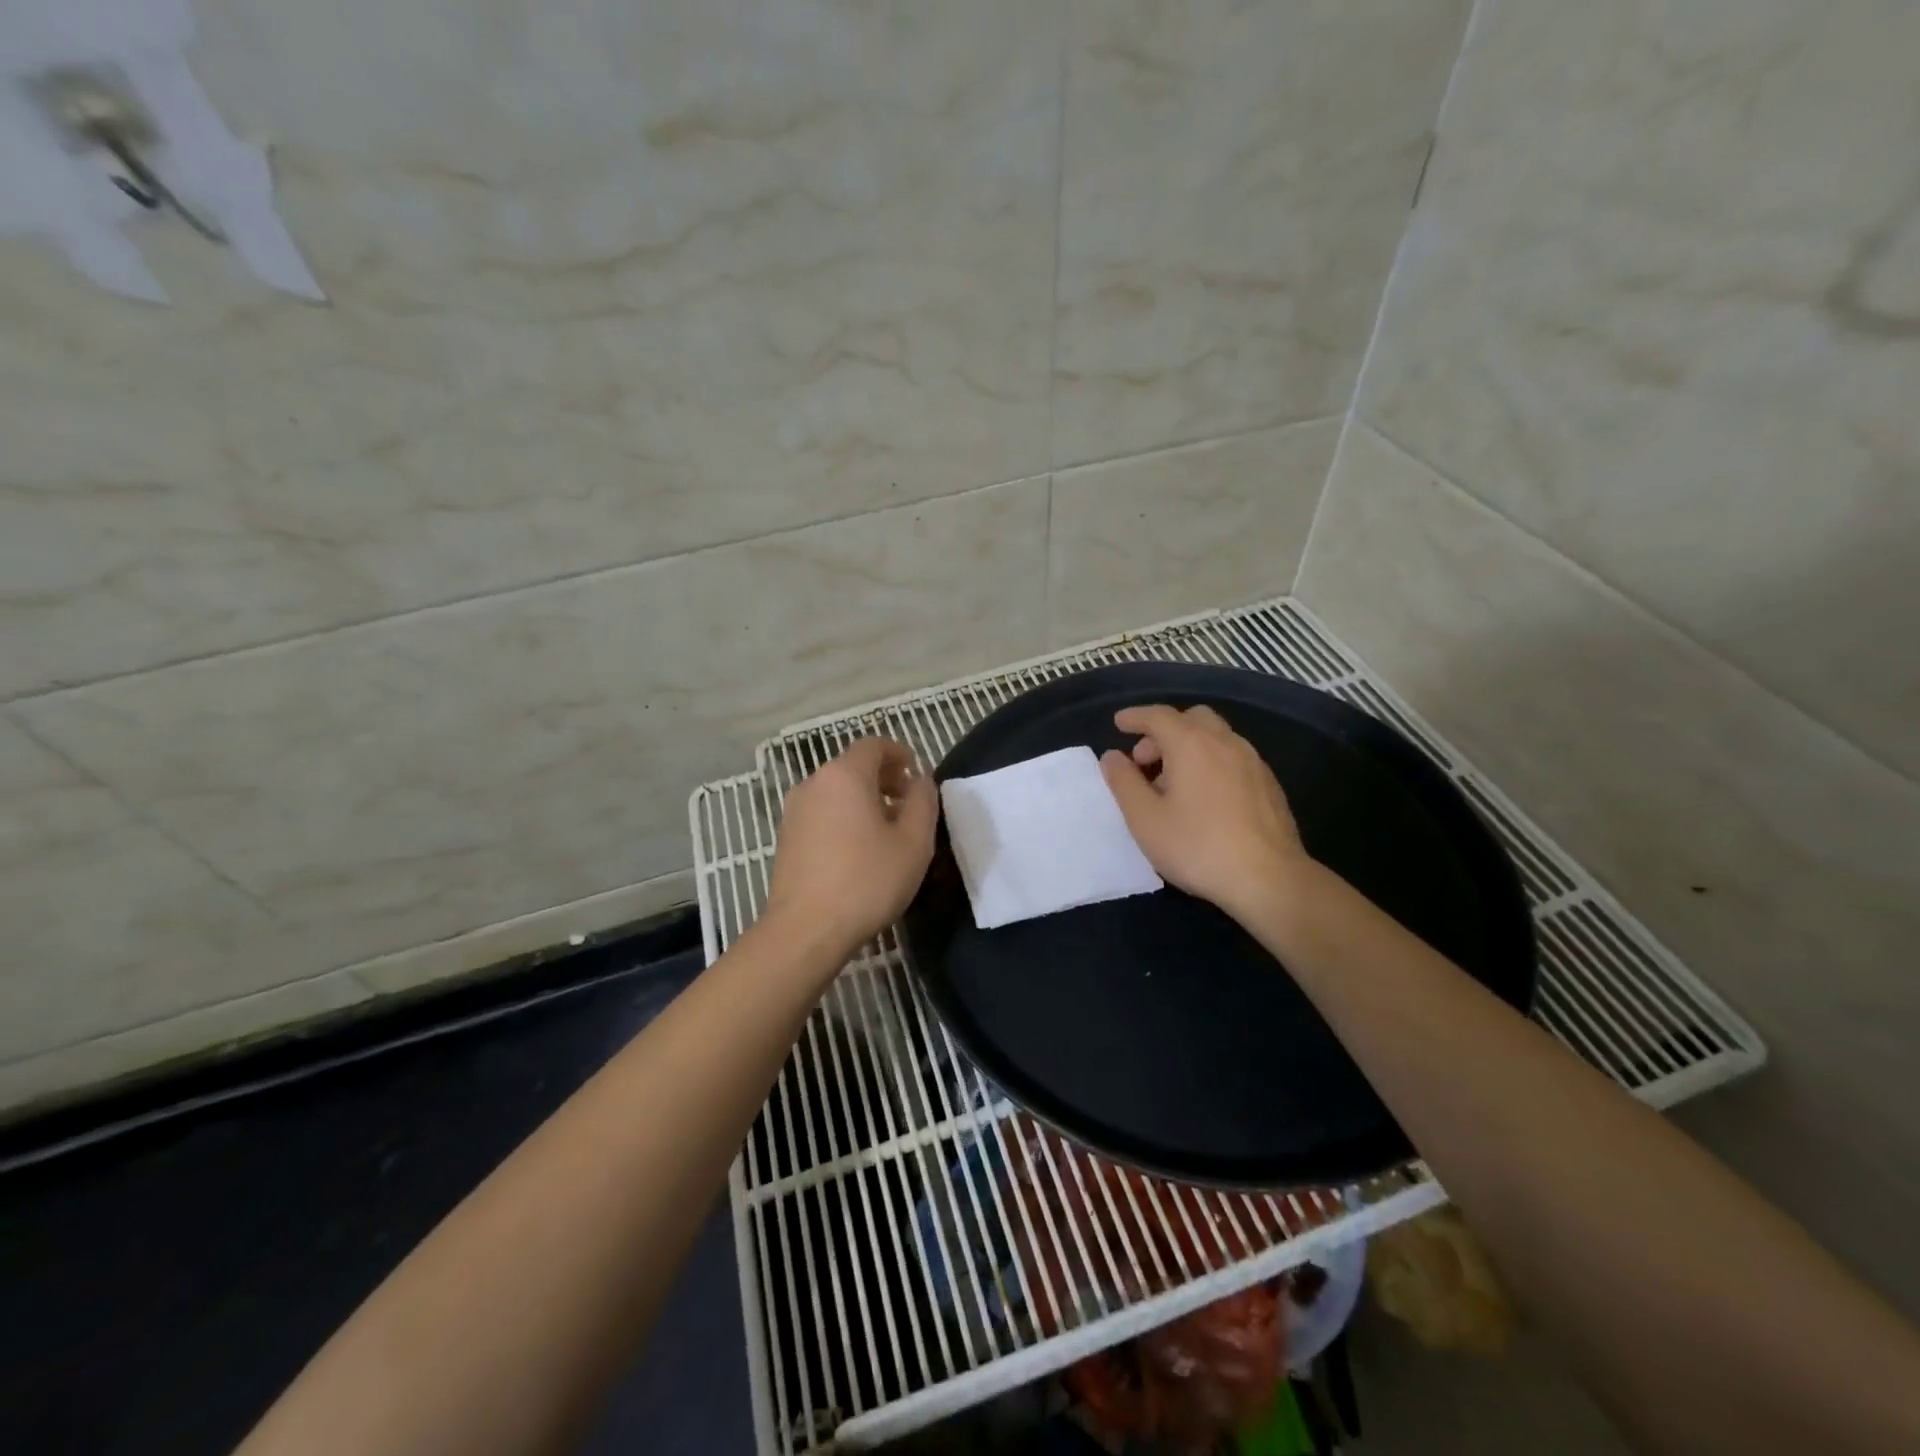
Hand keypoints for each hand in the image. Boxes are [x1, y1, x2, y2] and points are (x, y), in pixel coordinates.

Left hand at [766, 737, 937, 958]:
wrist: (806, 930)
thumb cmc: (867, 881)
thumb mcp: (913, 842)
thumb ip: (923, 802)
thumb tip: (920, 781)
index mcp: (844, 775)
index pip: (874, 745)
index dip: (900, 754)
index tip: (917, 776)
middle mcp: (814, 784)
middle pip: (853, 766)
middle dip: (884, 779)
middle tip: (908, 806)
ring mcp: (794, 811)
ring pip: (836, 791)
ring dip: (864, 800)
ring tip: (886, 832)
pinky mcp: (785, 838)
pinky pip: (821, 813)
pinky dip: (843, 818)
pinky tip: (858, 852)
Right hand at [1099, 704, 1310, 921]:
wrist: (1269, 879)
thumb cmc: (1197, 847)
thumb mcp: (1145, 819)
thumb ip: (1124, 782)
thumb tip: (1112, 756)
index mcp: (1192, 744)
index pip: (1158, 716)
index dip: (1135, 717)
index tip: (1119, 723)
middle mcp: (1225, 743)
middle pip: (1192, 719)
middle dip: (1164, 732)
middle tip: (1145, 762)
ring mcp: (1253, 762)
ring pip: (1216, 738)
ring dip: (1189, 748)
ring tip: (1172, 784)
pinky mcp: (1269, 785)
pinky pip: (1233, 758)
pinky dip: (1211, 763)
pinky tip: (1204, 799)